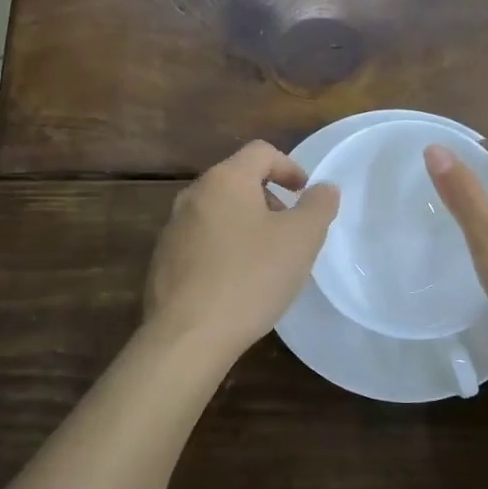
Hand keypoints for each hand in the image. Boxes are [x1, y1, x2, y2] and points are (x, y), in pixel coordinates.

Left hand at [144, 140, 338, 365]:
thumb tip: (324, 188)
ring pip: (219, 213)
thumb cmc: (250, 278)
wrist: (188, 335)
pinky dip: (225, 249)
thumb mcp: (301, 239)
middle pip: (238, 181)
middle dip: (269, 199)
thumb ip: (318, 206)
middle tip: (291, 231)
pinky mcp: (163, 261)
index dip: (290, 167)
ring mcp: (173, 229)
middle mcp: (193, 195)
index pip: (261, 152)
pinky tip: (238, 283)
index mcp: (224, 180)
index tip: (305, 194)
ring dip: (247, 226)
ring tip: (267, 261)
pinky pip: (202, 242)